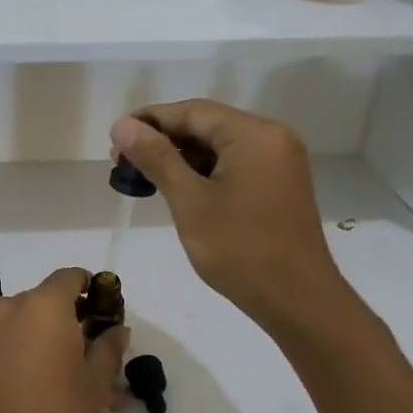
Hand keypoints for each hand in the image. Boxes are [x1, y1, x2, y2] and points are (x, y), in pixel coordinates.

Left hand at [0, 268, 128, 412]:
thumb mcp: (95, 385)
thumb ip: (109, 350)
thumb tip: (116, 329)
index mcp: (43, 304)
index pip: (72, 277)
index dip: (95, 293)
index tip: (110, 319)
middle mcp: (11, 309)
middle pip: (52, 306)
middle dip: (79, 330)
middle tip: (104, 366)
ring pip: (34, 333)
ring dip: (60, 352)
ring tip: (88, 395)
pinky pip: (15, 351)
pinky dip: (37, 364)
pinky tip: (58, 400)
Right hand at [111, 101, 346, 334]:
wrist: (297, 300)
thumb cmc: (240, 250)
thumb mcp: (190, 202)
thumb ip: (157, 158)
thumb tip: (123, 125)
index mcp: (254, 134)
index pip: (192, 112)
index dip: (150, 120)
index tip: (115, 139)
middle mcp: (272, 138)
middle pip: (207, 125)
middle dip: (163, 140)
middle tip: (123, 163)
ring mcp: (279, 162)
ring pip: (219, 146)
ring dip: (181, 158)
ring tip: (144, 178)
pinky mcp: (278, 185)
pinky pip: (234, 165)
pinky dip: (203, 173)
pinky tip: (177, 189)